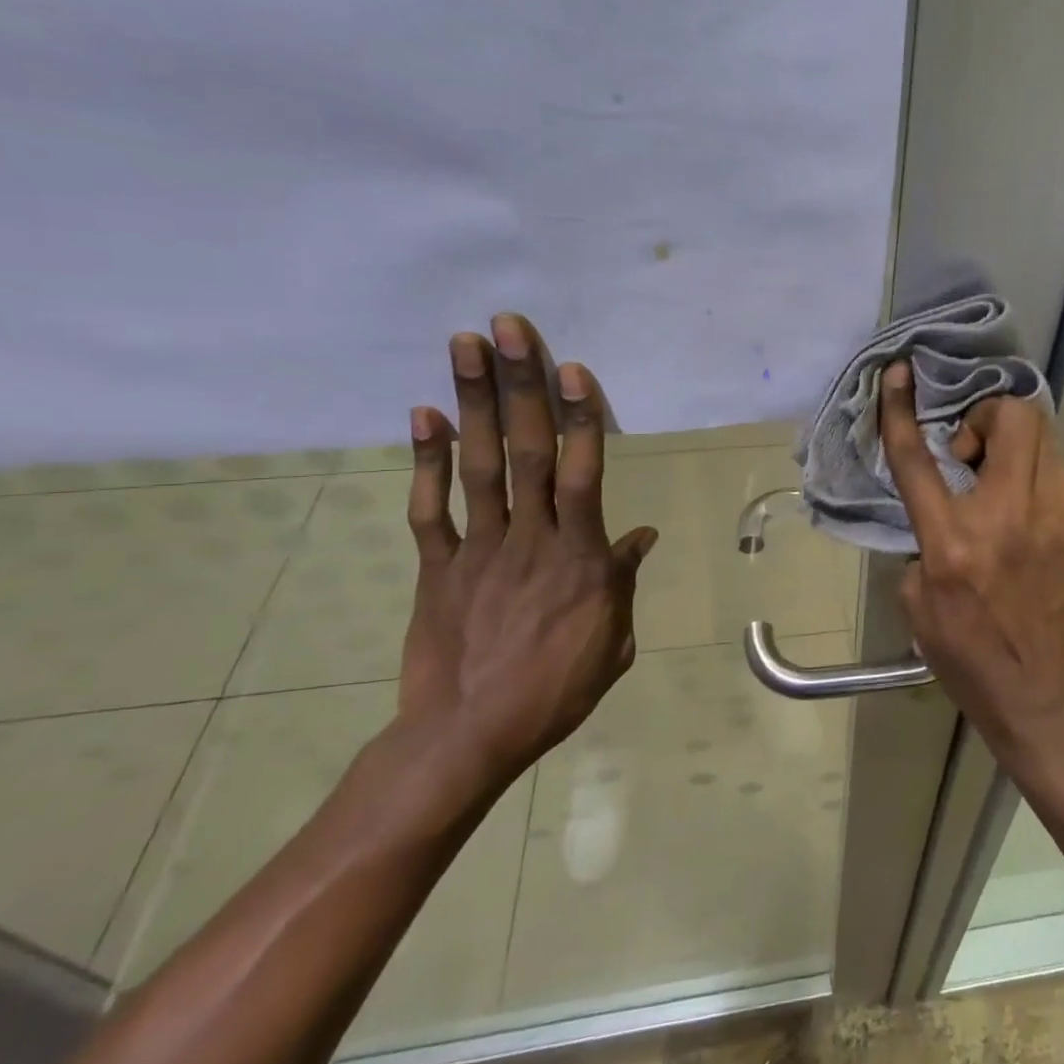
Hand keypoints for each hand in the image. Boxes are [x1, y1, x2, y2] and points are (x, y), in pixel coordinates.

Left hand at [398, 312, 657, 782]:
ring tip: (464, 346)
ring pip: (477, 465)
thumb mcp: (613, 641)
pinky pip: (429, 508)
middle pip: (525, 451)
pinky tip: (422, 415)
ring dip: (471, 402)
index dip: (578, 418)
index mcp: (579, 557)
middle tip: (508, 328)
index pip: (582, 473)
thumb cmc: (556, 690)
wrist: (469, 736)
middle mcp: (530, 538)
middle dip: (518, 385)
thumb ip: (622, 581)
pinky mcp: (436, 567)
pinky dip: (424, 461)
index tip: (569, 368)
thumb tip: (642, 537)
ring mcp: (477, 548)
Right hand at [878, 360, 1063, 750]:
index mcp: (952, 542)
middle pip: (1012, 418)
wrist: (1039, 693)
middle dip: (987, 414)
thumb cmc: (965, 653)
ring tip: (999, 476)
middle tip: (972, 452)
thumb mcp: (917, 599)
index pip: (919, 458)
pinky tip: (1025, 510)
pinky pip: (1058, 474)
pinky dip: (1034, 474)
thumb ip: (923, 540)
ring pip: (1045, 436)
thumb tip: (942, 506)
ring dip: (1014, 440)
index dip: (902, 408)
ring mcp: (1055, 521)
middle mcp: (1007, 519)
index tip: (900, 373)